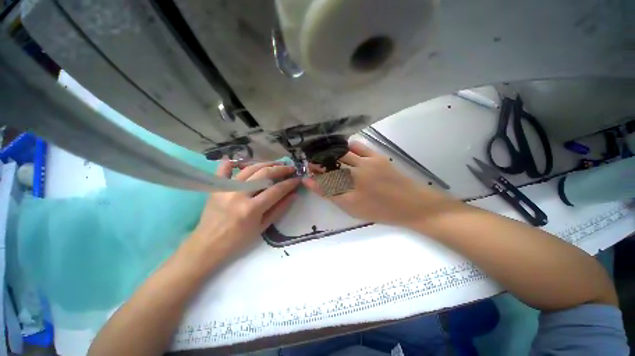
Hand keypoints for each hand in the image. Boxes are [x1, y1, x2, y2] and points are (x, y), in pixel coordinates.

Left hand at [188, 161, 299, 265]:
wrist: (208, 244)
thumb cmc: (238, 240)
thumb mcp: (263, 227)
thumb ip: (279, 209)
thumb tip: (294, 194)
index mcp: (252, 209)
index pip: (276, 190)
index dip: (290, 183)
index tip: (298, 178)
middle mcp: (239, 194)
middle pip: (264, 174)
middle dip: (281, 169)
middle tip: (290, 168)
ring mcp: (226, 188)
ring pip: (250, 168)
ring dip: (266, 163)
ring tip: (277, 163)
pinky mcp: (216, 186)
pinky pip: (224, 168)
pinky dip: (233, 162)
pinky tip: (243, 162)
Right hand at [303, 141, 451, 226]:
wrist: (412, 204)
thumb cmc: (381, 211)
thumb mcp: (352, 209)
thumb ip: (332, 195)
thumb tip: (312, 183)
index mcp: (348, 192)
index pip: (323, 181)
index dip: (313, 175)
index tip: (307, 172)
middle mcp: (354, 176)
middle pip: (330, 165)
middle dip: (319, 163)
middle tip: (314, 163)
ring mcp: (366, 164)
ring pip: (341, 154)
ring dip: (330, 154)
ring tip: (327, 155)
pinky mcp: (377, 157)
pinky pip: (358, 147)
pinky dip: (348, 146)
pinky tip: (345, 149)